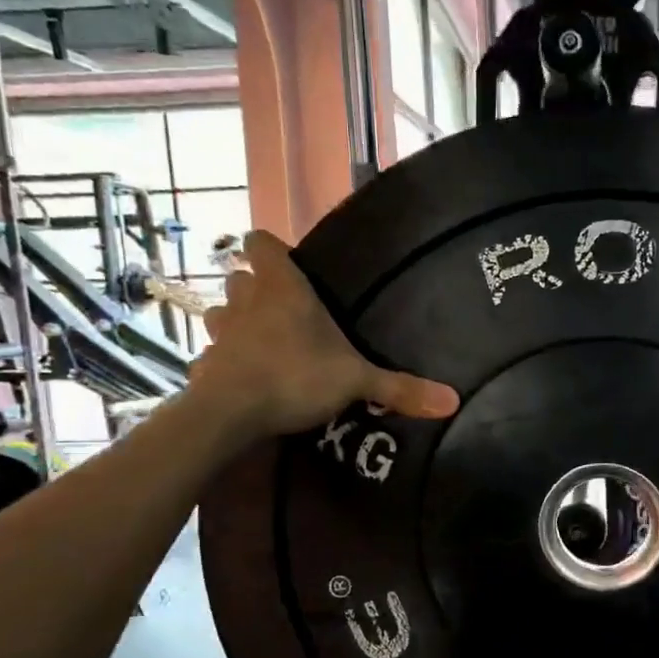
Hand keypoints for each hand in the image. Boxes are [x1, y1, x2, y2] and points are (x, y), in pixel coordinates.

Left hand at [198, 231, 459, 437]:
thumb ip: (399, 388)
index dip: (269, 249)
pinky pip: (212, 354)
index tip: (286, 263)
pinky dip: (224, 361)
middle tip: (280, 308)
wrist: (231, 413)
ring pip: (220, 312)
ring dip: (235, 321)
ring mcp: (221, 332)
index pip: (261, 243)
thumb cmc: (295, 376)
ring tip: (259, 340)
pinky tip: (242, 377)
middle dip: (254, 287)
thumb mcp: (355, 381)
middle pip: (238, 277)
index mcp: (283, 288)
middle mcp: (247, 301)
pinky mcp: (205, 364)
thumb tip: (454, 401)